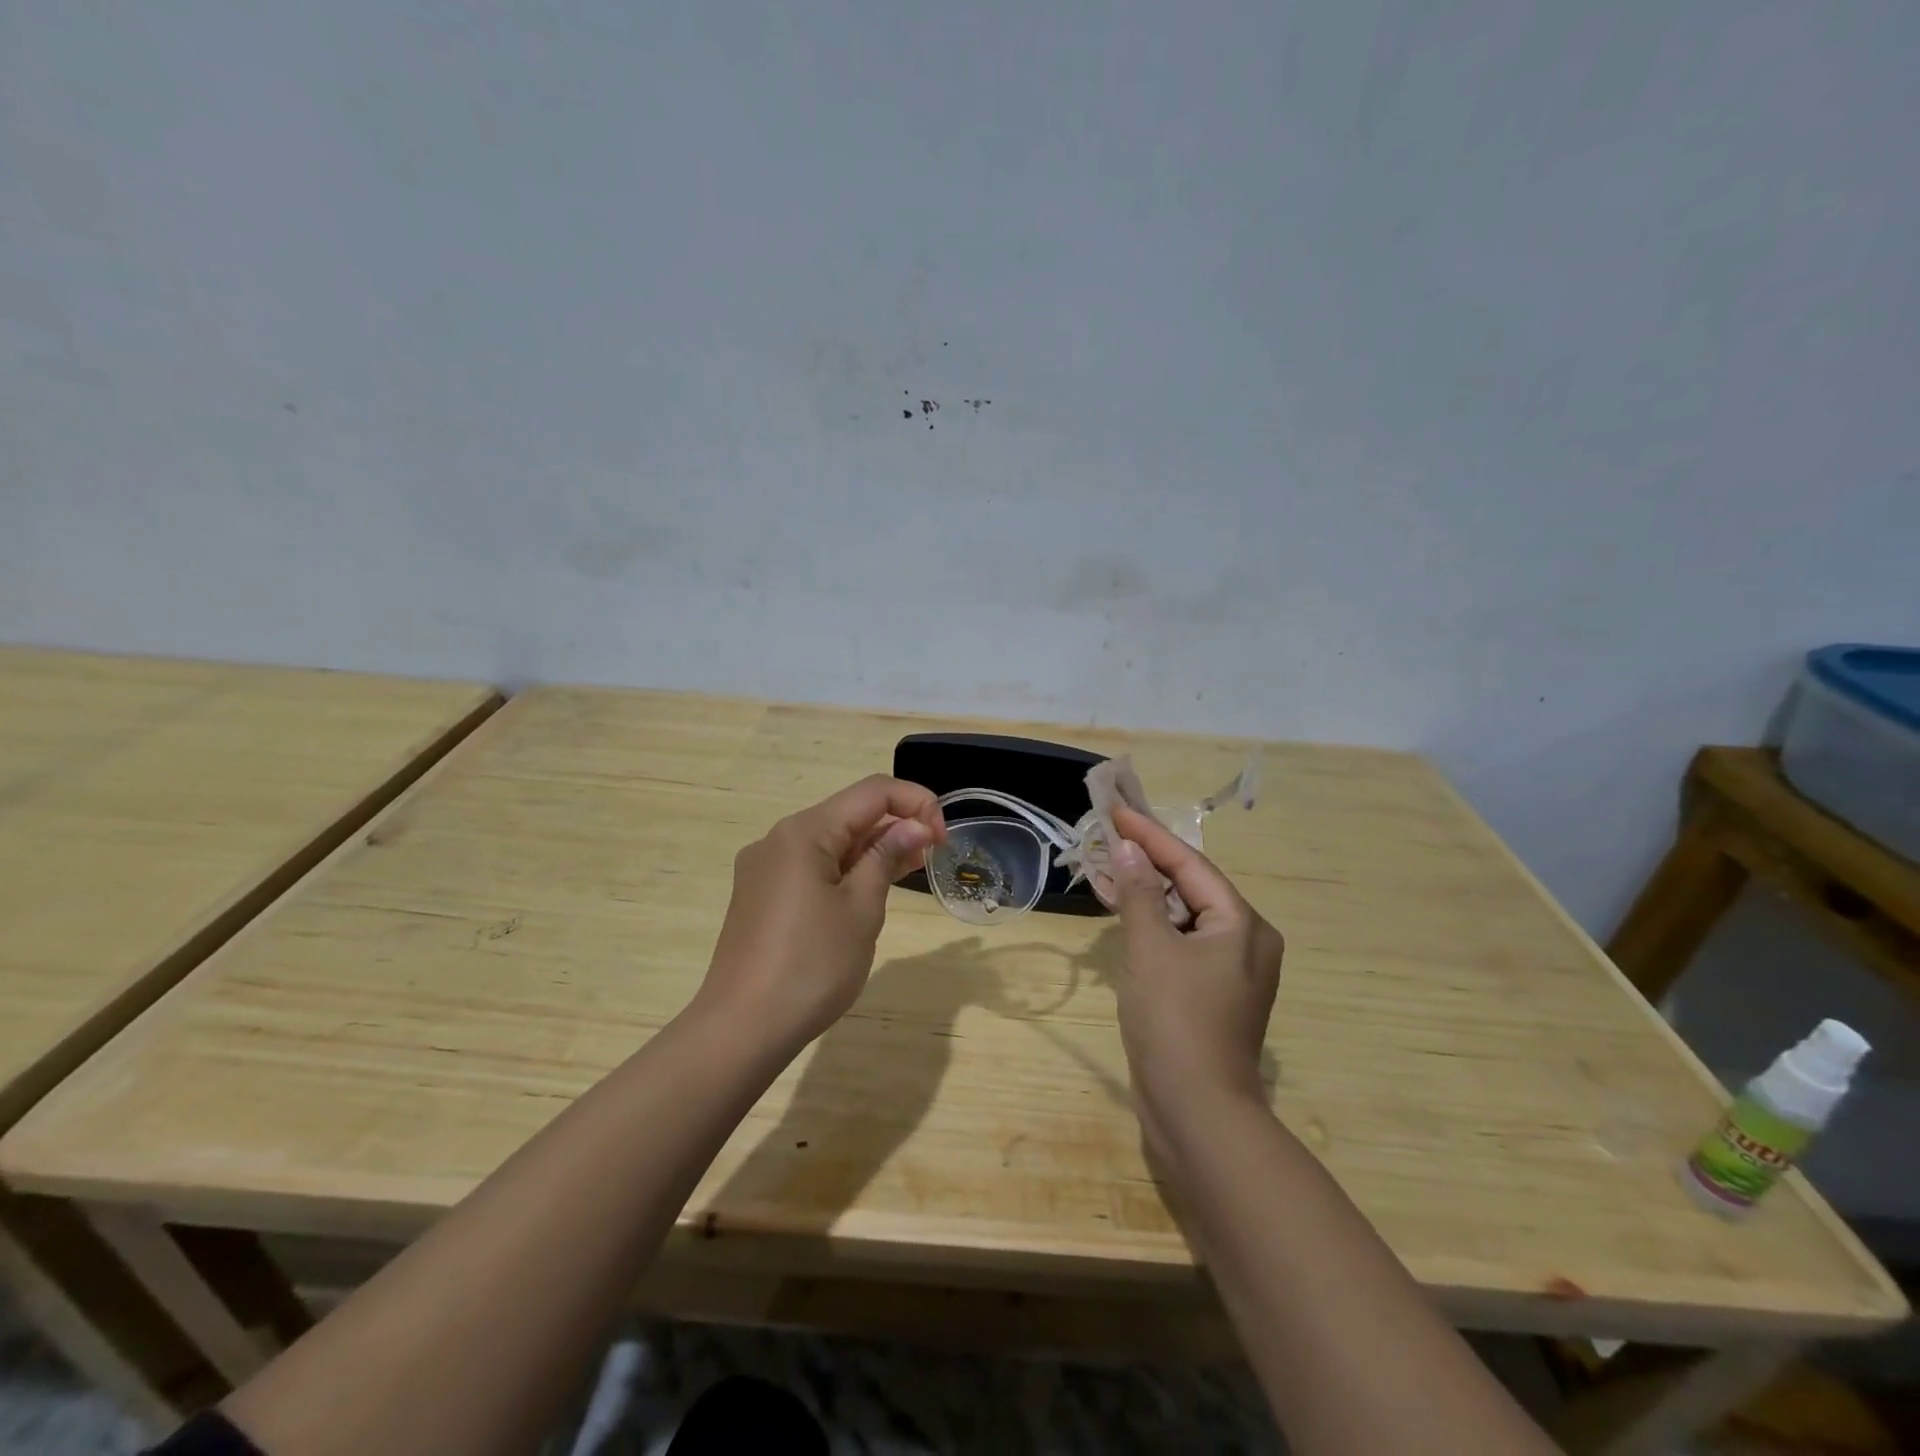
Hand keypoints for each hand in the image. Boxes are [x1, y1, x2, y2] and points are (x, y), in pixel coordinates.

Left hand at [698, 775, 945, 1052]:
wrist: (741, 1030)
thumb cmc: (811, 966)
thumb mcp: (861, 909)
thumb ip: (887, 856)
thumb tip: (913, 825)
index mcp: (804, 831)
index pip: (872, 792)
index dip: (916, 802)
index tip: (943, 838)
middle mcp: (779, 839)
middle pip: (849, 813)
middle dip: (895, 825)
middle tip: (932, 856)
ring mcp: (765, 868)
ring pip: (831, 841)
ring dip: (873, 848)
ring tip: (910, 869)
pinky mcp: (761, 895)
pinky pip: (812, 866)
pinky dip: (846, 869)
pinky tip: (868, 890)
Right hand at [1108, 804, 1283, 1123]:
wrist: (1196, 1112)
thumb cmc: (1175, 1020)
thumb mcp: (1151, 949)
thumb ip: (1139, 894)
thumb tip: (1129, 849)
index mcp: (1242, 925)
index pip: (1190, 864)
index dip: (1150, 836)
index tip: (1117, 812)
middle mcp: (1246, 942)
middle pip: (1192, 887)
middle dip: (1149, 863)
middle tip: (1110, 838)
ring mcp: (1231, 972)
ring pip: (1185, 917)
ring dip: (1147, 895)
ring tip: (1110, 869)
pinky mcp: (1212, 996)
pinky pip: (1181, 945)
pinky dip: (1154, 927)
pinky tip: (1125, 917)